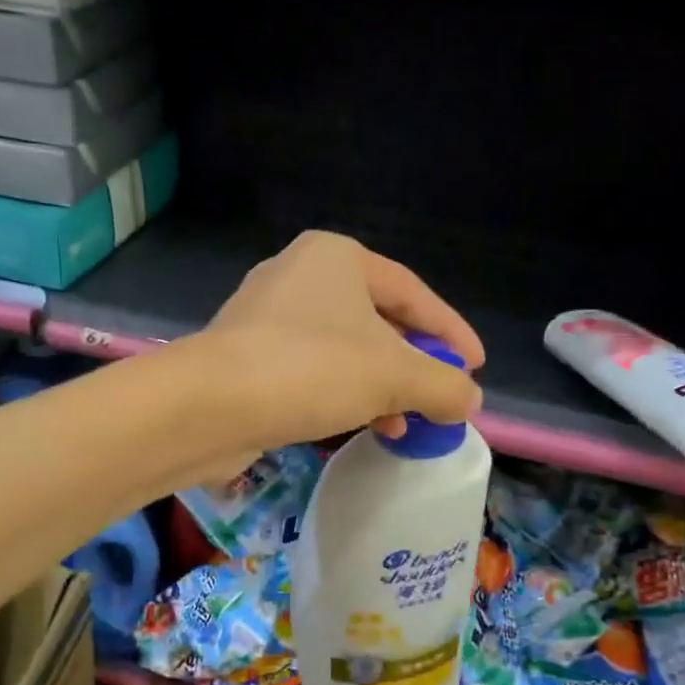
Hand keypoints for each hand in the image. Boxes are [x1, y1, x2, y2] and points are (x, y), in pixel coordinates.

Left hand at [197, 230, 484, 448]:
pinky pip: (310, 372)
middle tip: (440, 397)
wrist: (208, 406)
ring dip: (379, 387)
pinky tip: (360, 426)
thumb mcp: (394, 376)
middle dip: (412, 364)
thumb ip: (443, 385)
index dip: (450, 331)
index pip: (412, 293)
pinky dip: (342, 396)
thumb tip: (468, 402)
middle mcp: (298, 276)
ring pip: (342, 350)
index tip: (476, 366)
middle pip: (376, 321)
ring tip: (404, 424)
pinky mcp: (246, 357)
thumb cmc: (311, 369)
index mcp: (336, 257)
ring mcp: (266, 317)